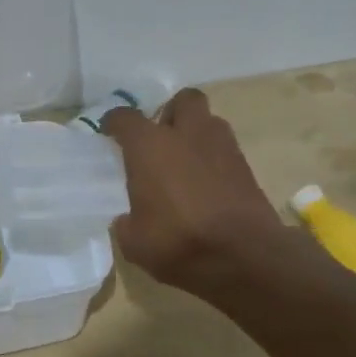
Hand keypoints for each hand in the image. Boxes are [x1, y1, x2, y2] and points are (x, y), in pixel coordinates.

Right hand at [102, 87, 302, 296]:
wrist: (245, 256)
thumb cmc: (179, 241)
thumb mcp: (135, 242)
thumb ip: (127, 223)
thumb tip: (128, 219)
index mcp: (150, 146)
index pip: (125, 118)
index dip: (114, 122)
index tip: (109, 131)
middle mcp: (187, 135)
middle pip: (183, 100)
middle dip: (171, 112)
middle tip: (160, 137)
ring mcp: (223, 147)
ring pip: (209, 122)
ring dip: (196, 134)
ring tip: (185, 161)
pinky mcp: (247, 167)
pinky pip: (225, 151)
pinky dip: (214, 160)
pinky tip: (205, 185)